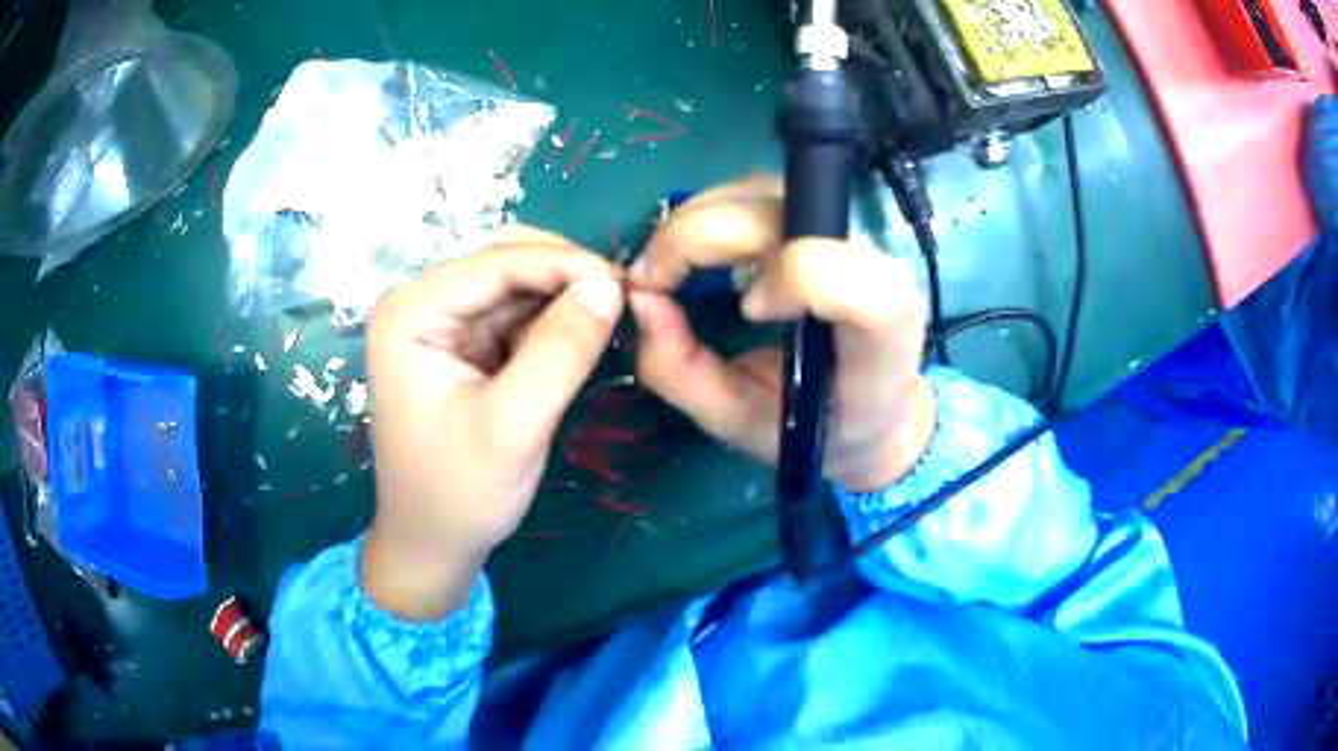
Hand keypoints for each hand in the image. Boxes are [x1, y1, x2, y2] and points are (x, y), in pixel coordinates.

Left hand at [362, 228, 623, 619]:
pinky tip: (579, 341)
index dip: (563, 263)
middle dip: (564, 276)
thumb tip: (610, 284)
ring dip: (563, 298)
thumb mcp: (514, 426)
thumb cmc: (459, 493)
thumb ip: (561, 351)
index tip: (626, 283)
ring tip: (609, 321)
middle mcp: (420, 305)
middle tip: (622, 301)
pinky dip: (552, 323)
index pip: (494, 262)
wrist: (433, 544)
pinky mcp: (462, 346)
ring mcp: (441, 324)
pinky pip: (515, 315)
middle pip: (503, 262)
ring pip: (515, 284)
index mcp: (410, 313)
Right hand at [628, 177, 934, 492]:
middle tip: (649, 282)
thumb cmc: (811, 427)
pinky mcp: (822, 220)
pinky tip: (693, 252)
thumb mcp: (737, 421)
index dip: (793, 277)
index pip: (857, 281)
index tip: (746, 312)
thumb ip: (682, 371)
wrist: (870, 409)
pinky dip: (709, 215)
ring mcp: (848, 233)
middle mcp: (874, 267)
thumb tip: (638, 296)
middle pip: (782, 214)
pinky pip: (757, 194)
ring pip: (762, 192)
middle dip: (696, 237)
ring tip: (666, 268)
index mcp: (879, 337)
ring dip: (696, 221)